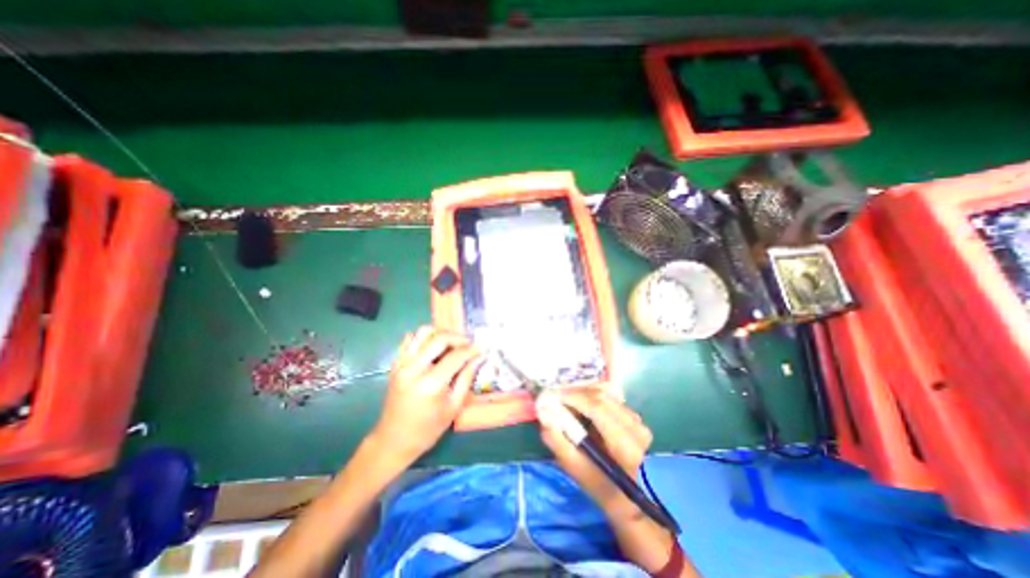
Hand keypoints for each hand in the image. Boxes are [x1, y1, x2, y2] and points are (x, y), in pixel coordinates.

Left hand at [371, 327, 482, 466]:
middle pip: (439, 338)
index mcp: (430, 383)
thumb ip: (467, 378)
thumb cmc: (427, 429)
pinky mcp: (395, 364)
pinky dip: (424, 338)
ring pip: (423, 332)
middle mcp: (413, 368)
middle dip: (458, 337)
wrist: (393, 440)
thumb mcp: (454, 407)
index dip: (472, 350)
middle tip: (469, 344)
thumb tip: (479, 357)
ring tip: (452, 344)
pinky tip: (433, 348)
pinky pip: (410, 339)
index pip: (456, 356)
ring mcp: (401, 364)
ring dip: (440, 334)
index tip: (482, 347)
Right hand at [541, 390, 649, 516]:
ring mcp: (637, 420)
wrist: (624, 495)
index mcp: (625, 446)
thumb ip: (556, 438)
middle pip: (601, 396)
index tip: (552, 395)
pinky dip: (591, 396)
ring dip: (582, 393)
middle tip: (555, 397)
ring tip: (567, 403)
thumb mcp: (572, 466)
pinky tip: (581, 405)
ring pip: (604, 392)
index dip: (573, 397)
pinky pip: (609, 395)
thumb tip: (543, 410)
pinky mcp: (634, 415)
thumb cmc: (596, 483)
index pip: (598, 408)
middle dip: (574, 392)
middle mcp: (635, 428)